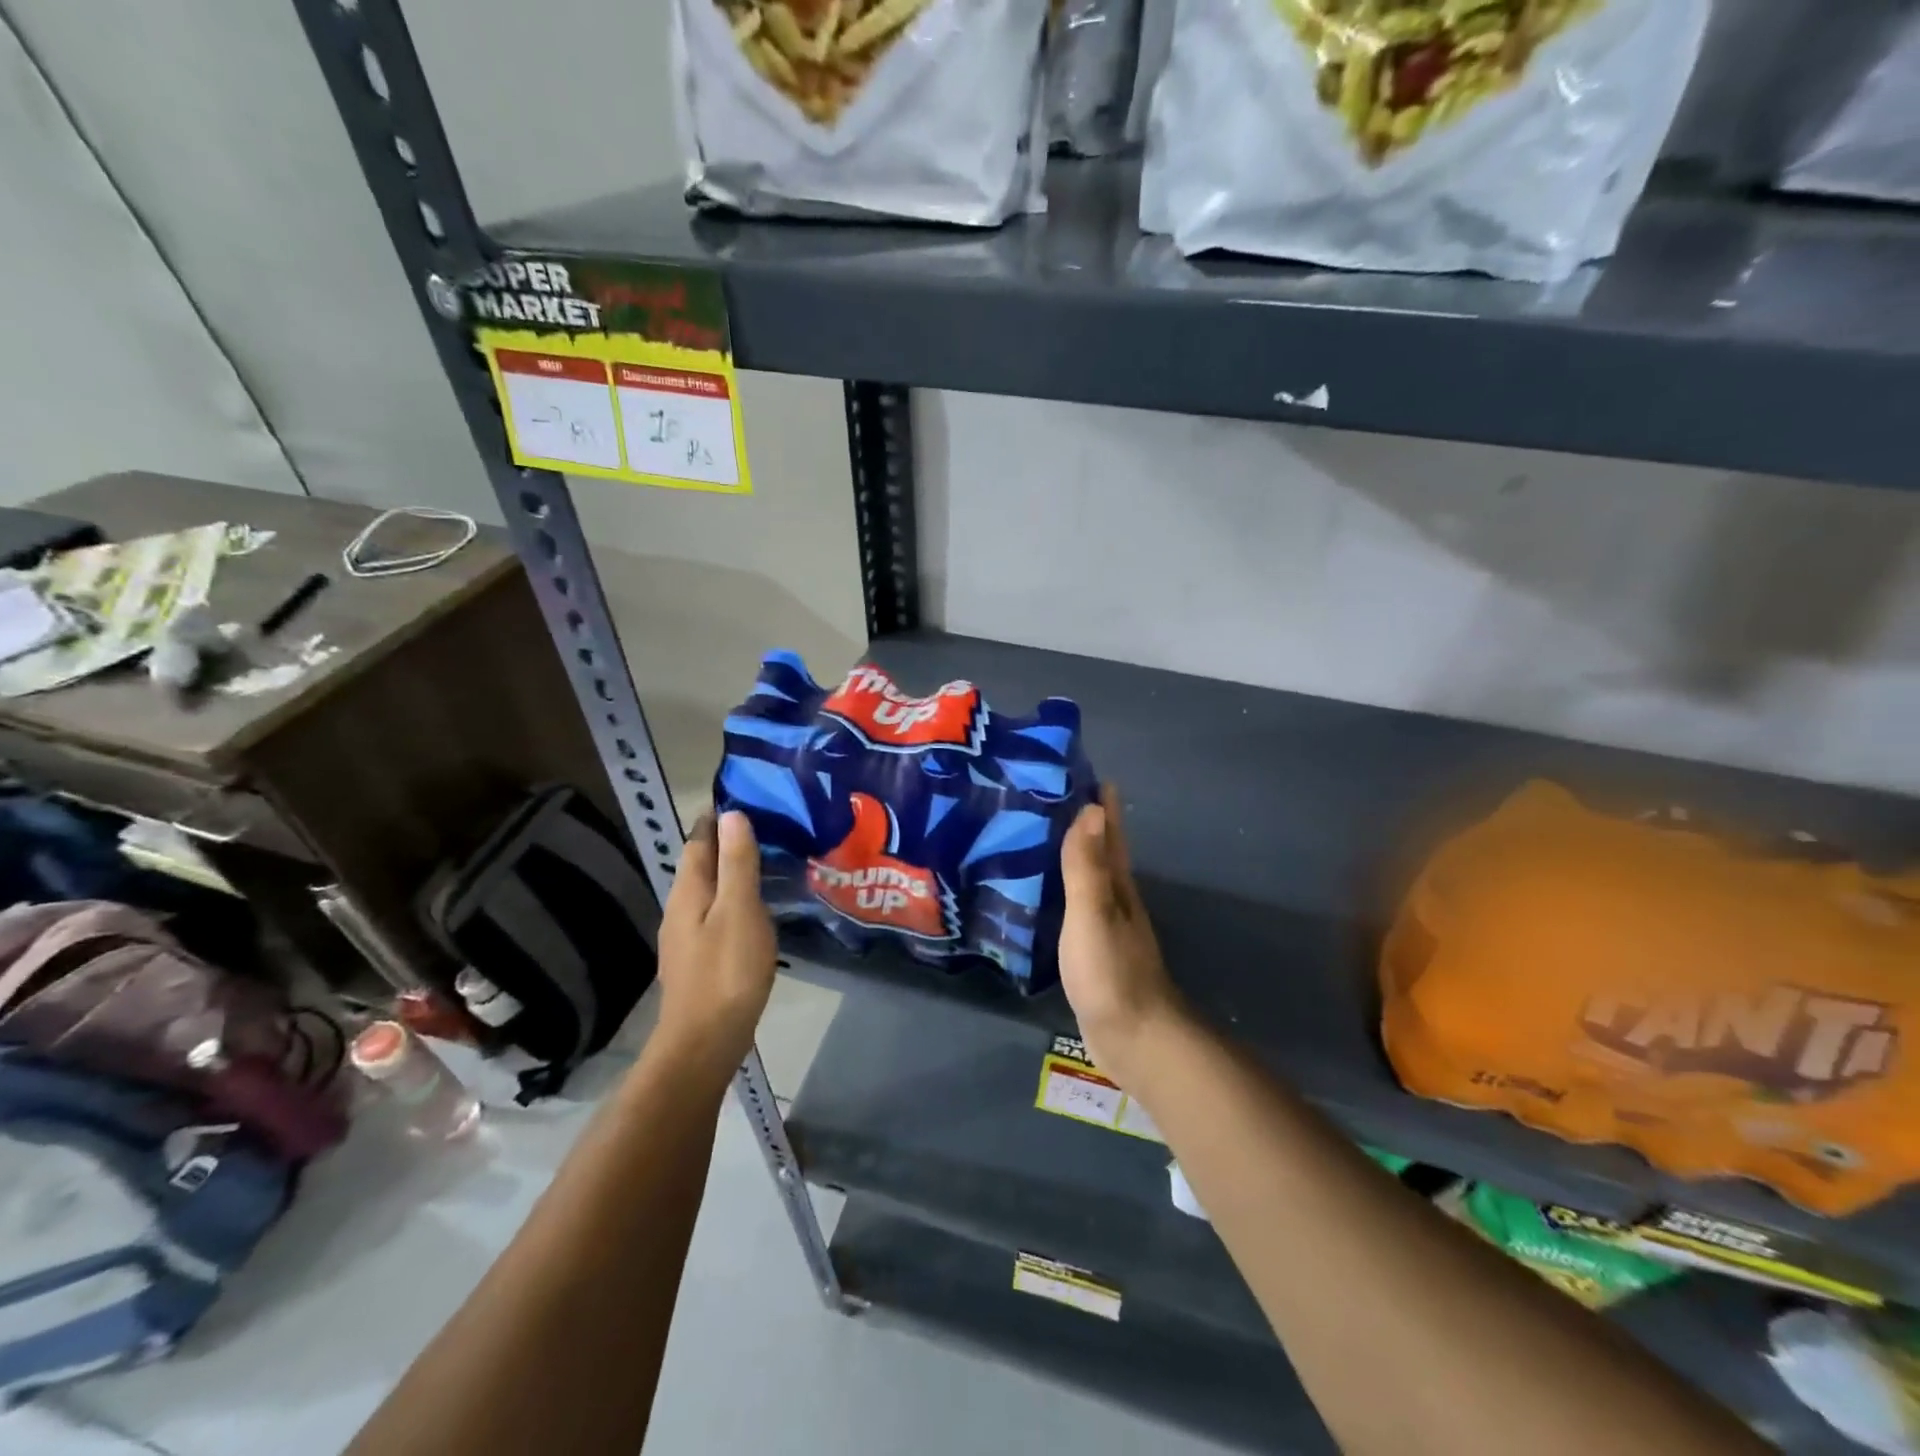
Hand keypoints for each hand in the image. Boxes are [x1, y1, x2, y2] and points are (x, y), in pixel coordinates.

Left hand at [656, 811, 776, 1062]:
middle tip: (763, 824)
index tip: (742, 797)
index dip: (715, 818)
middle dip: (725, 842)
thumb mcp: (739, 910)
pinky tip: (755, 908)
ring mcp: (686, 937)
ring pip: (708, 891)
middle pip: (701, 865)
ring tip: (764, 860)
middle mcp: (680, 909)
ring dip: (731, 872)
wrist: (704, 1042)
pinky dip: (734, 900)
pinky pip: (716, 914)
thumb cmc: (726, 972)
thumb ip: (736, 863)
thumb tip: (731, 815)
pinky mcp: (699, 960)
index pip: (698, 841)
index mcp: (688, 891)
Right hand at [1058, 784, 1186, 1088]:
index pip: (1109, 832)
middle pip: (1101, 850)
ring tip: (1037, 835)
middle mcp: (1115, 899)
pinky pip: (1074, 907)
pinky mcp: (1091, 951)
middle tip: (1047, 795)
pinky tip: (1040, 892)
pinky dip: (1060, 890)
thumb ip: (1088, 866)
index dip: (1100, 802)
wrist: (1134, 1039)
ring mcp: (1105, 927)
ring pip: (1087, 878)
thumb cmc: (1111, 972)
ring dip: (1071, 854)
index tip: (1080, 770)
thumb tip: (1092, 807)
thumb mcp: (1093, 914)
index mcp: (1117, 885)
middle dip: (1083, 822)